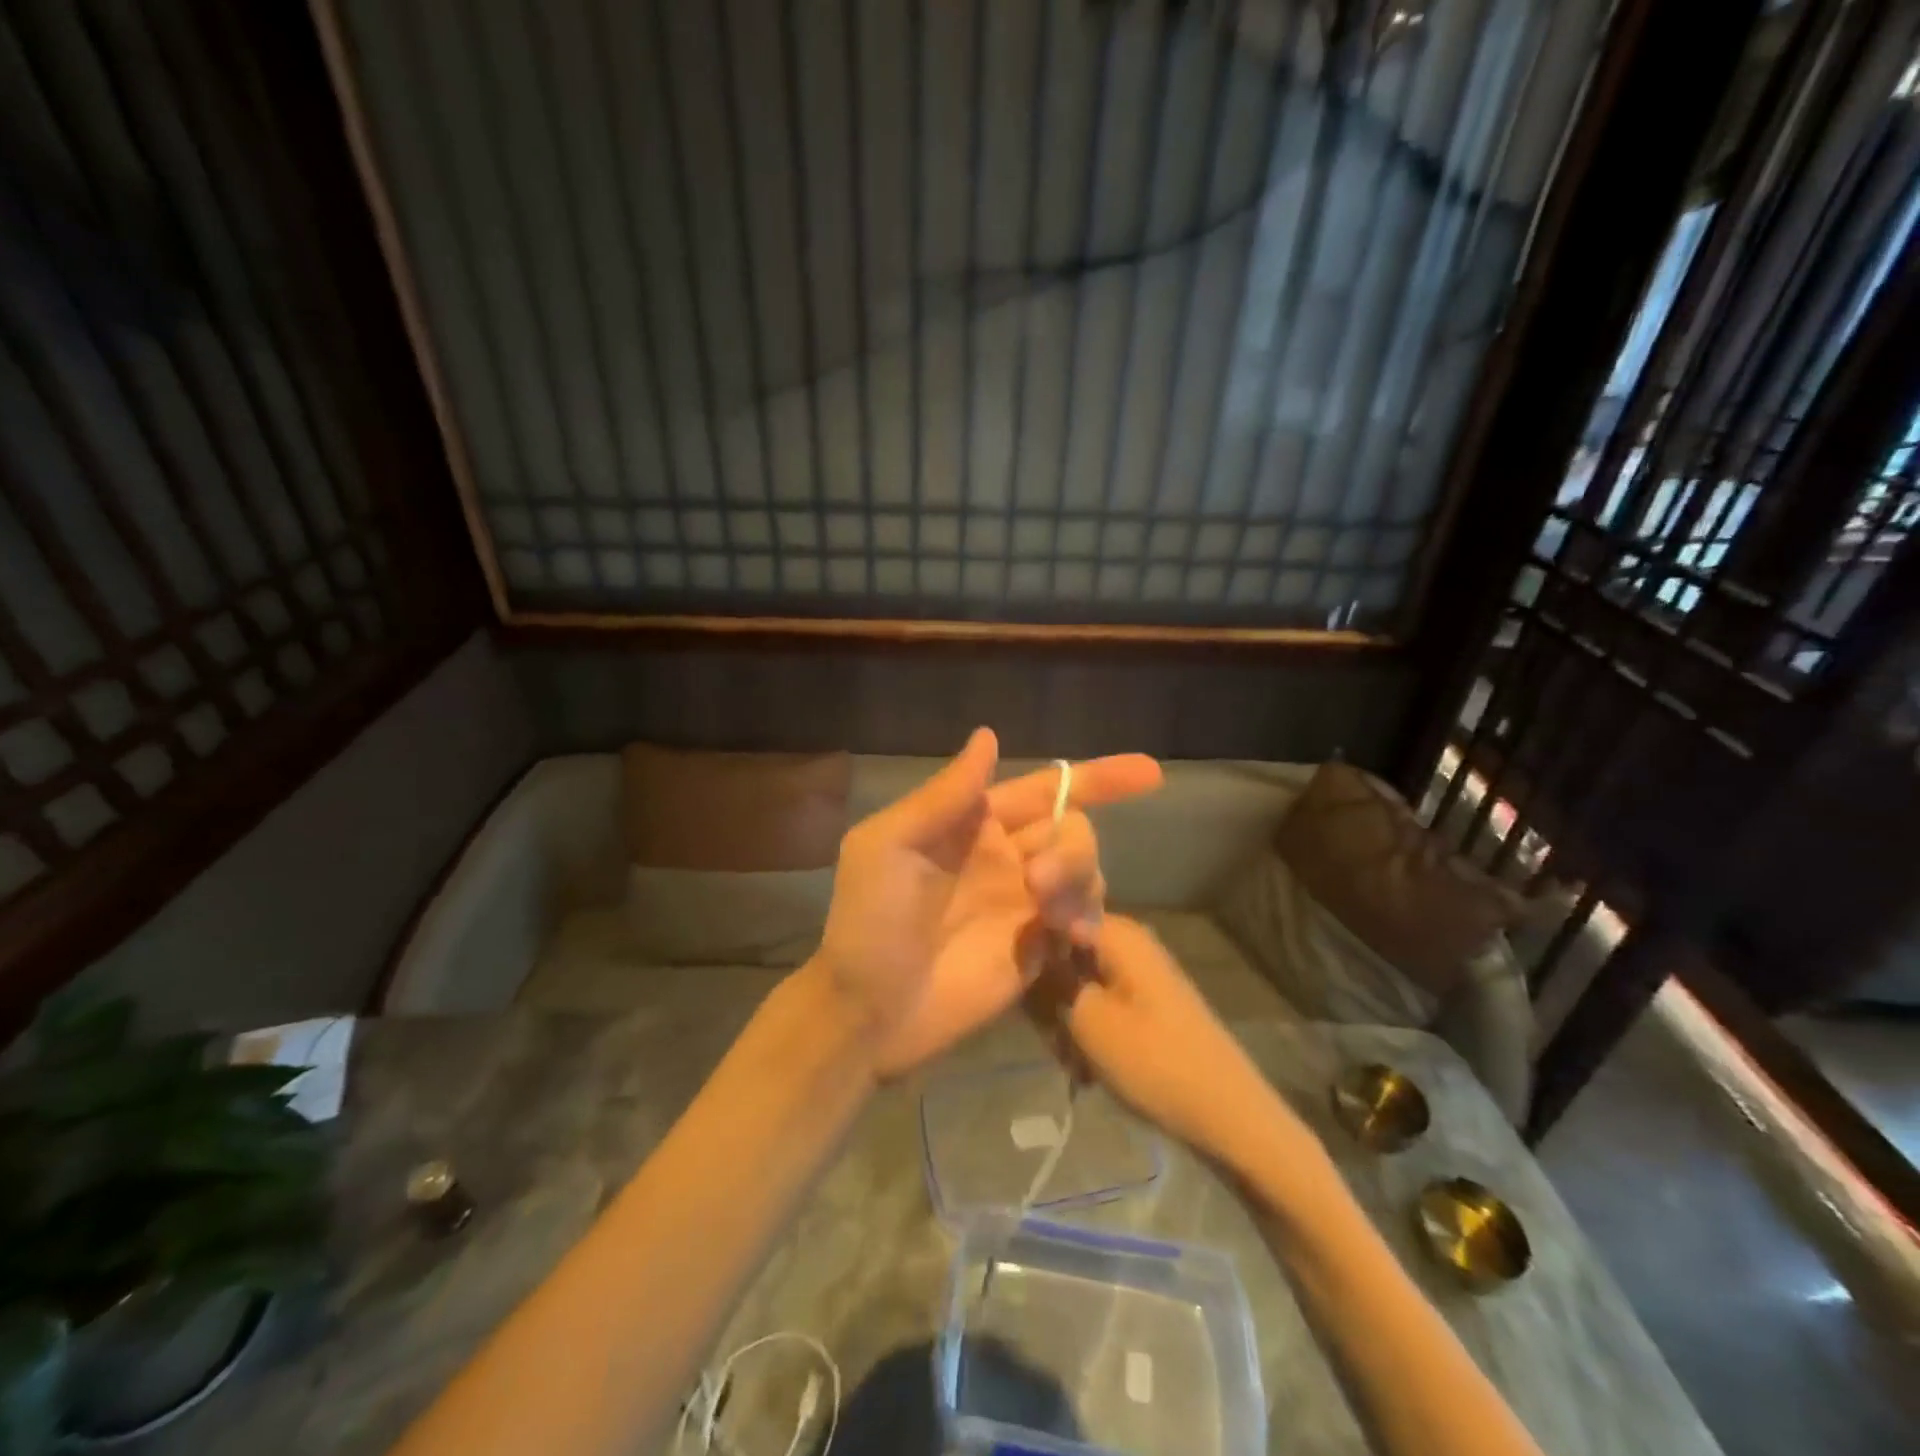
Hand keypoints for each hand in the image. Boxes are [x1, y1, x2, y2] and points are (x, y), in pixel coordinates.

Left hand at [812, 730, 1161, 1080]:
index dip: (1096, 777)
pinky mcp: (1036, 948)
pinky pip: (1083, 920)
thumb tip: (989, 735)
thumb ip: (945, 795)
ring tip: (1048, 916)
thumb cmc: (870, 921)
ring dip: (1079, 881)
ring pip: (1085, 871)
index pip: (1043, 789)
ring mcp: (1024, 903)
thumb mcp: (889, 845)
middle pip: (1072, 828)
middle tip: (1038, 882)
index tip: (1148, 771)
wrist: (869, 1012)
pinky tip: (1071, 937)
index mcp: (972, 823)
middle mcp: (1006, 856)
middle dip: (1072, 847)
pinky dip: (1089, 920)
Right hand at [1030, 915, 1317, 1169]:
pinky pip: (1105, 1006)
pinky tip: (1092, 1069)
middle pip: (1067, 955)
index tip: (1020, 988)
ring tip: (1074, 1062)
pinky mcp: (1150, 1005)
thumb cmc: (1153, 1061)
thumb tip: (1028, 944)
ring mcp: (1143, 975)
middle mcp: (1131, 944)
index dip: (1032, 950)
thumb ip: (1051, 978)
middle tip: (1052, 1038)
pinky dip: (1093, 1033)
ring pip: (1083, 986)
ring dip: (1069, 1022)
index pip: (1054, 919)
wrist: (1230, 1116)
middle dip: (1051, 996)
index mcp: (1118, 933)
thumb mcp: (1087, 1020)